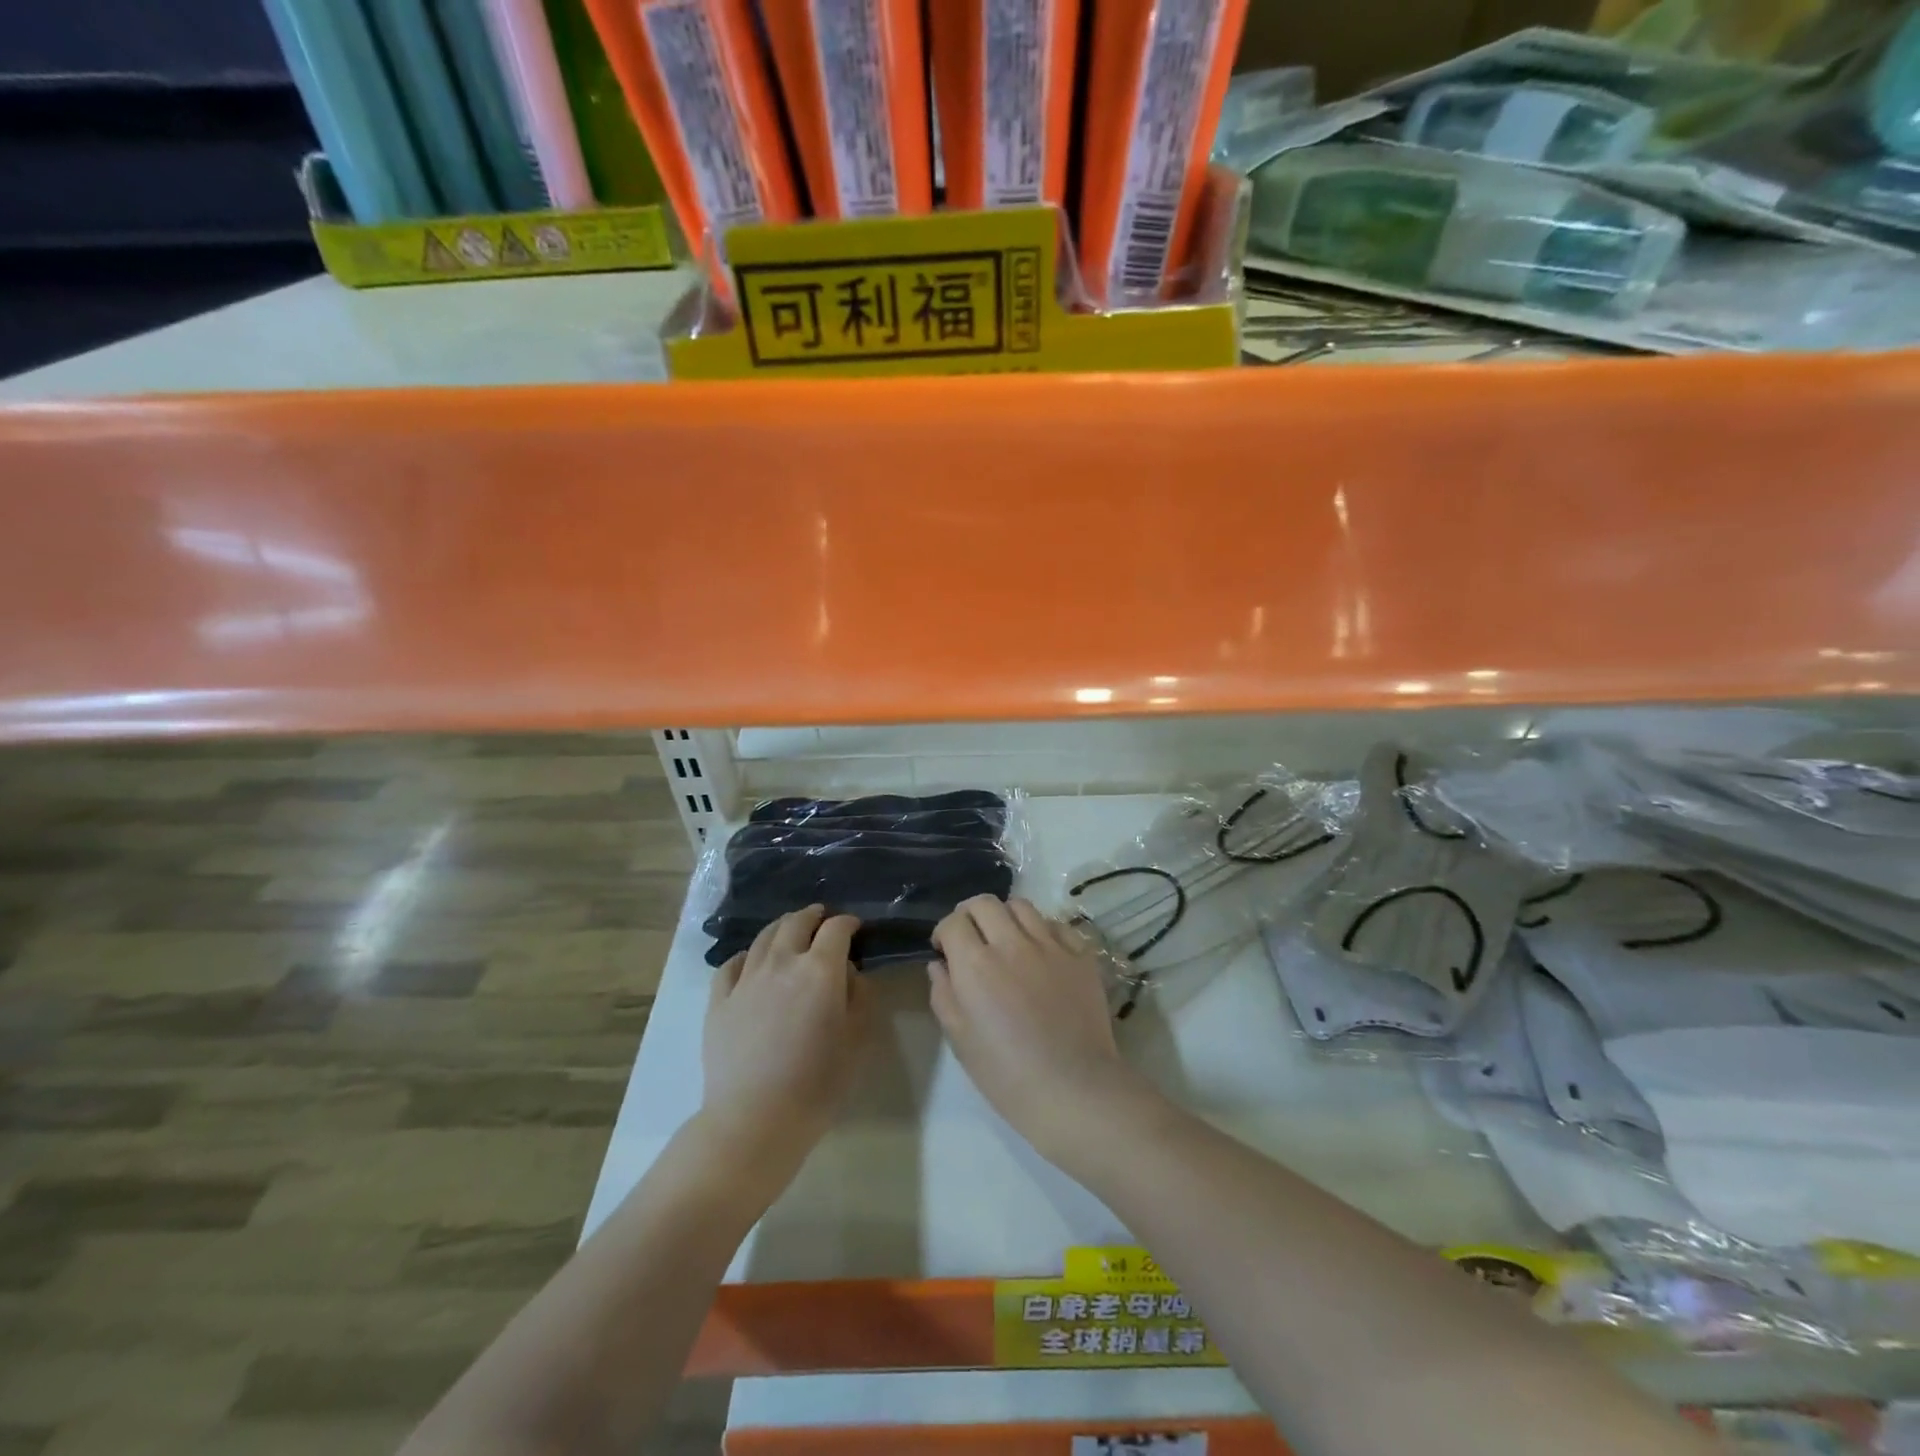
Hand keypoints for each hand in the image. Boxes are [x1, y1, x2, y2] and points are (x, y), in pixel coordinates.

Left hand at [700, 906, 865, 1169]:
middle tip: (822, 917)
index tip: (856, 927)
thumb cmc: (818, 1083)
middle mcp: (782, 962)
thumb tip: (849, 972)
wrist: (755, 1119)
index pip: (837, 929)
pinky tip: (750, 961)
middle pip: (796, 922)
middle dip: (813, 916)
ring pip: (764, 937)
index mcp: (820, 969)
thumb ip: (860, 996)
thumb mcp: (858, 1039)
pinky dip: (747, 955)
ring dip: (782, 927)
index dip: (848, 923)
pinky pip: (732, 964)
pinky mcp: (719, 1001)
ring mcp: (746, 979)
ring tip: (790, 930)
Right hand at [929, 895, 1151, 1160]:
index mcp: (976, 965)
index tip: (945, 950)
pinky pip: (1057, 925)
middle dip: (970, 915)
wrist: (1074, 1089)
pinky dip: (1042, 930)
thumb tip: (940, 965)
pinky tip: (1041, 952)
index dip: (943, 932)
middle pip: (984, 903)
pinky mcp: (1080, 954)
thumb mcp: (960, 1040)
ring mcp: (1050, 945)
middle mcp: (1011, 943)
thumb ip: (944, 994)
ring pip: (1021, 906)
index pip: (952, 922)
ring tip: (1006, 939)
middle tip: (971, 938)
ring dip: (1005, 917)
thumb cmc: (1007, 1074)